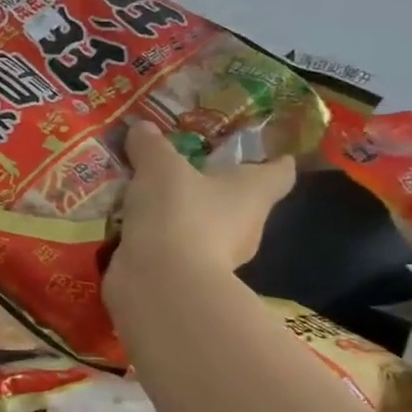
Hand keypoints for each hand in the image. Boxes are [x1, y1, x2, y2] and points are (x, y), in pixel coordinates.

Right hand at [104, 120, 296, 304]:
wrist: (160, 285)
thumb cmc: (178, 214)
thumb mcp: (158, 167)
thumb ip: (151, 146)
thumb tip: (141, 127)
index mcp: (254, 193)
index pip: (280, 172)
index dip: (273, 159)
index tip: (260, 150)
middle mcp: (246, 226)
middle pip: (240, 201)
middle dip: (216, 187)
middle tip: (184, 168)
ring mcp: (218, 257)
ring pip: (206, 227)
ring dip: (183, 215)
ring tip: (148, 197)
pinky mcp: (188, 278)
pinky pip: (176, 249)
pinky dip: (160, 240)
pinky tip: (132, 227)